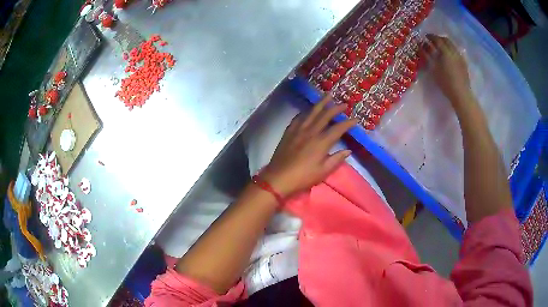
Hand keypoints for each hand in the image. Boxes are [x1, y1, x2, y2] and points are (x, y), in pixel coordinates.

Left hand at [260, 96, 357, 198]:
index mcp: (321, 142)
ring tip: (328, 96)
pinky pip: (298, 117)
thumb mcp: (323, 171)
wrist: (279, 177)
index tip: (356, 119)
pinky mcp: (289, 131)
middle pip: (325, 115)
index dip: (348, 123)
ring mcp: (298, 130)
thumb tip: (348, 150)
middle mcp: (311, 131)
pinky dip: (306, 112)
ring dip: (321, 103)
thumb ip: (336, 159)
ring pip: (311, 112)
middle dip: (336, 108)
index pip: (338, 128)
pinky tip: (308, 110)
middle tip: (344, 104)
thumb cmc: (303, 177)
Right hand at [421, 34, 472, 107]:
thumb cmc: (446, 83)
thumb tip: (422, 47)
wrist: (461, 95)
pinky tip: (448, 56)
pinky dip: (451, 50)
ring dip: (445, 44)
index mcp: (446, 52)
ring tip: (440, 48)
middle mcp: (454, 52)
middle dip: (439, 38)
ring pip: (452, 45)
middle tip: (433, 40)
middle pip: (446, 40)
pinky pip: (456, 52)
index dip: (431, 37)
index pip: (437, 39)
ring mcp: (460, 57)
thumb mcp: (434, 70)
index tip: (425, 37)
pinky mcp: (464, 64)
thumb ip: (428, 56)